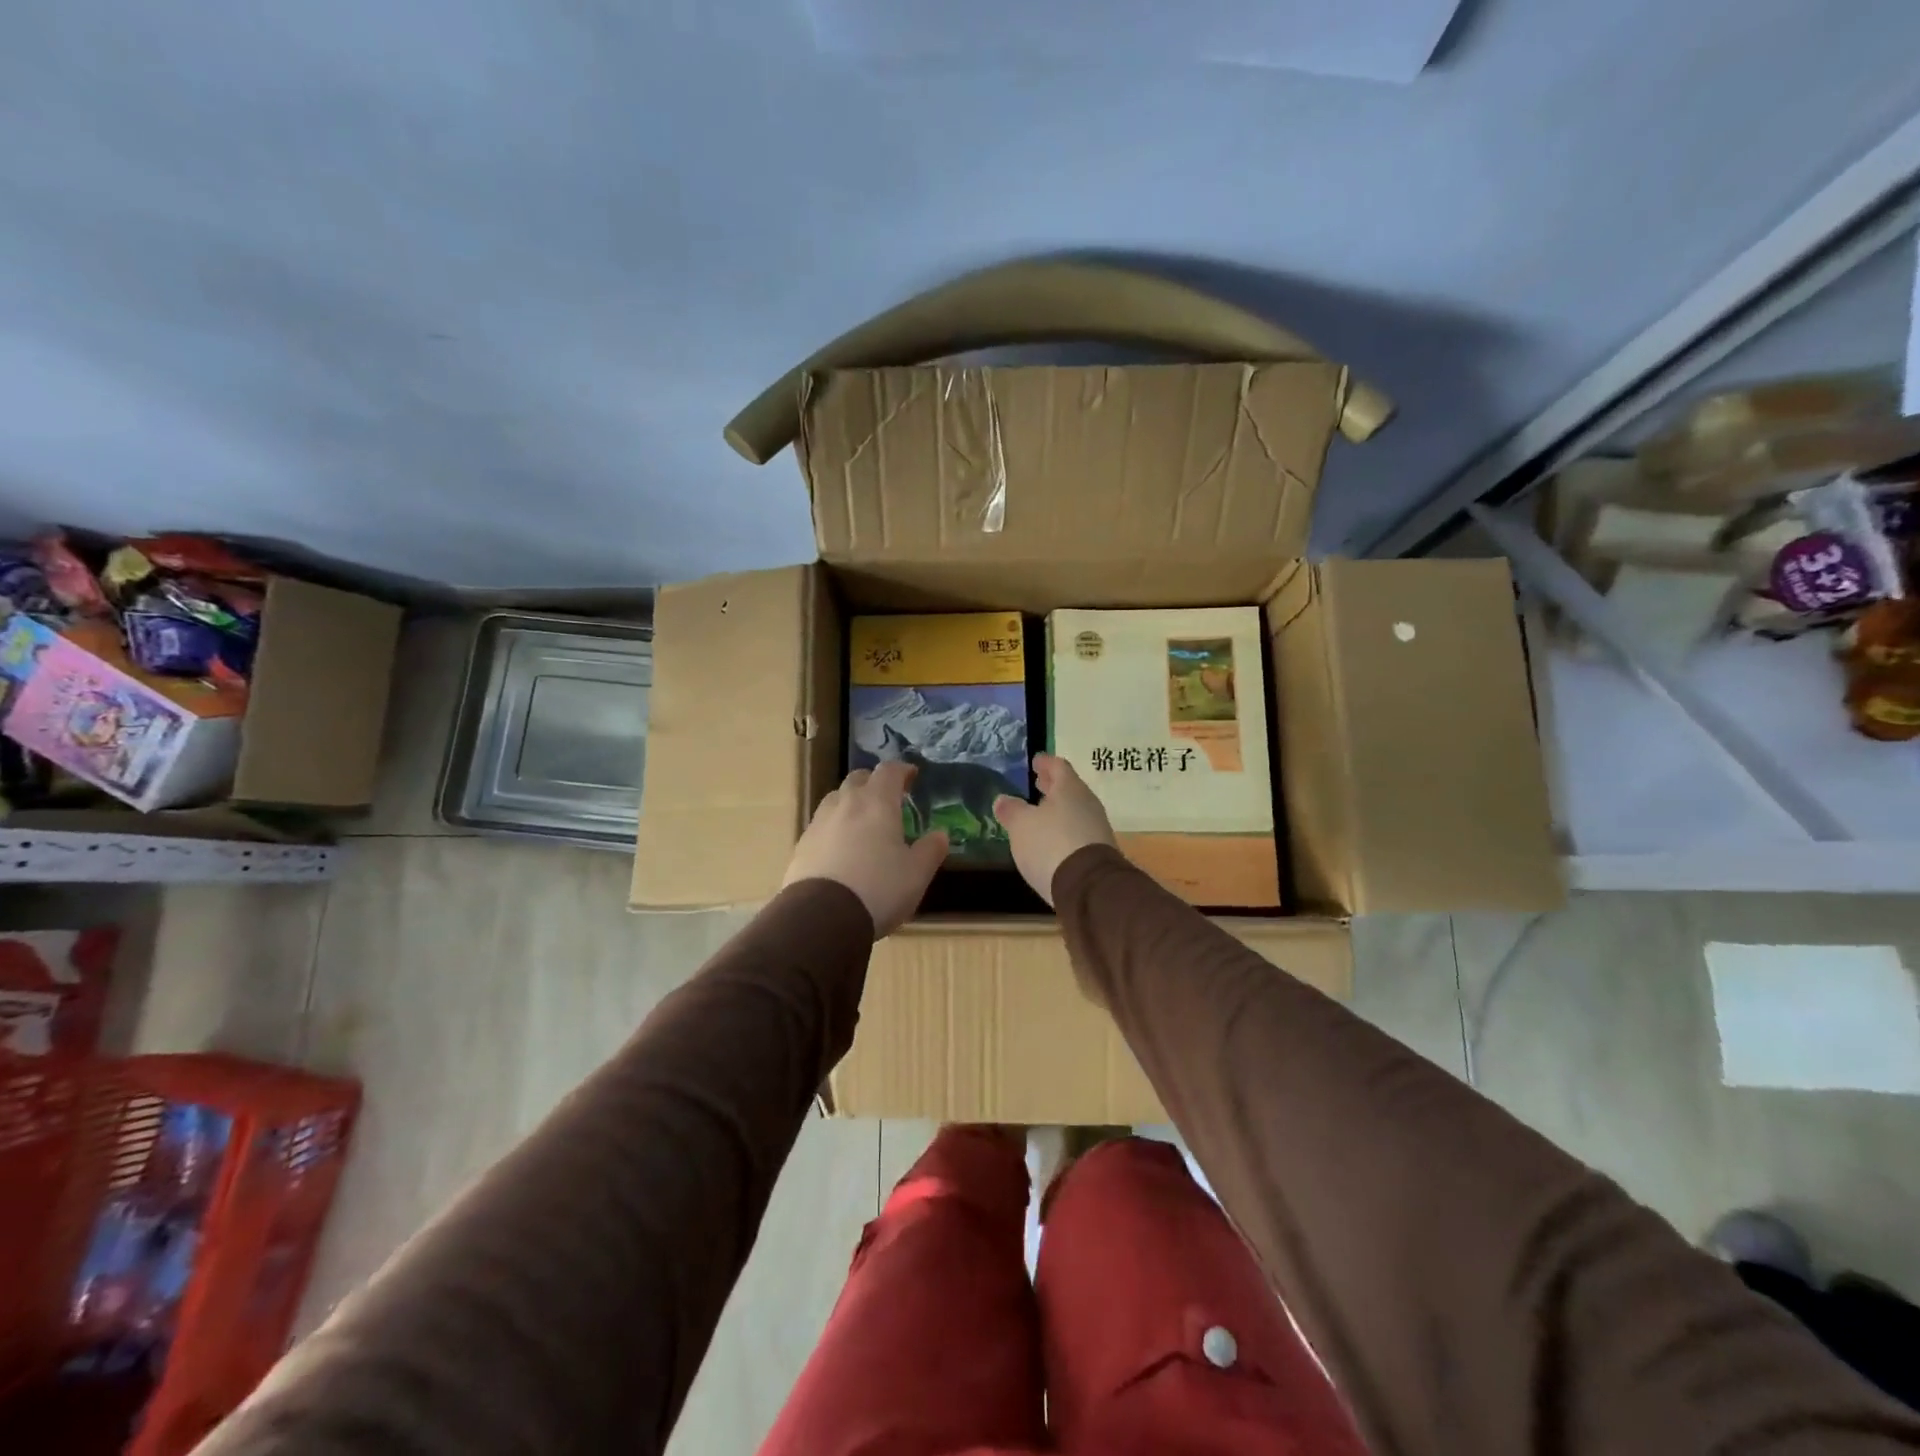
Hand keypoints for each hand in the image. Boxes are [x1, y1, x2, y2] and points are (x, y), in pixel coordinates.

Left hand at [782, 762, 947, 937]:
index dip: (901, 770)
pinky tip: (840, 849)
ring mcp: (819, 823)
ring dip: (850, 803)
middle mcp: (845, 803)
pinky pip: (821, 826)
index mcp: (877, 803)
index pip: (889, 771)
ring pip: (835, 800)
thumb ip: (930, 850)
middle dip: (873, 783)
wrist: (821, 917)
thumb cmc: (878, 889)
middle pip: (858, 779)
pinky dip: (834, 828)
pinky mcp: (801, 845)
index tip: (911, 775)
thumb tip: (940, 834)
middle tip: (887, 798)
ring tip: (862, 823)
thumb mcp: (916, 874)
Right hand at [993, 753, 1116, 906]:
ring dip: (1058, 809)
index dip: (1045, 763)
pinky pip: (1078, 832)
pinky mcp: (1098, 853)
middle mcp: (1087, 804)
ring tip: (1041, 813)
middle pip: (1069, 789)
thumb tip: (1003, 800)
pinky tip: (1051, 840)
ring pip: (1074, 811)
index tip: (1036, 761)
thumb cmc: (1051, 844)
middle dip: (1052, 786)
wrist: (1088, 887)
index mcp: (1070, 789)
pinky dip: (1064, 830)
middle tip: (1038, 783)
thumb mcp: (1021, 825)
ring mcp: (1096, 828)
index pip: (1058, 766)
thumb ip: (1011, 810)